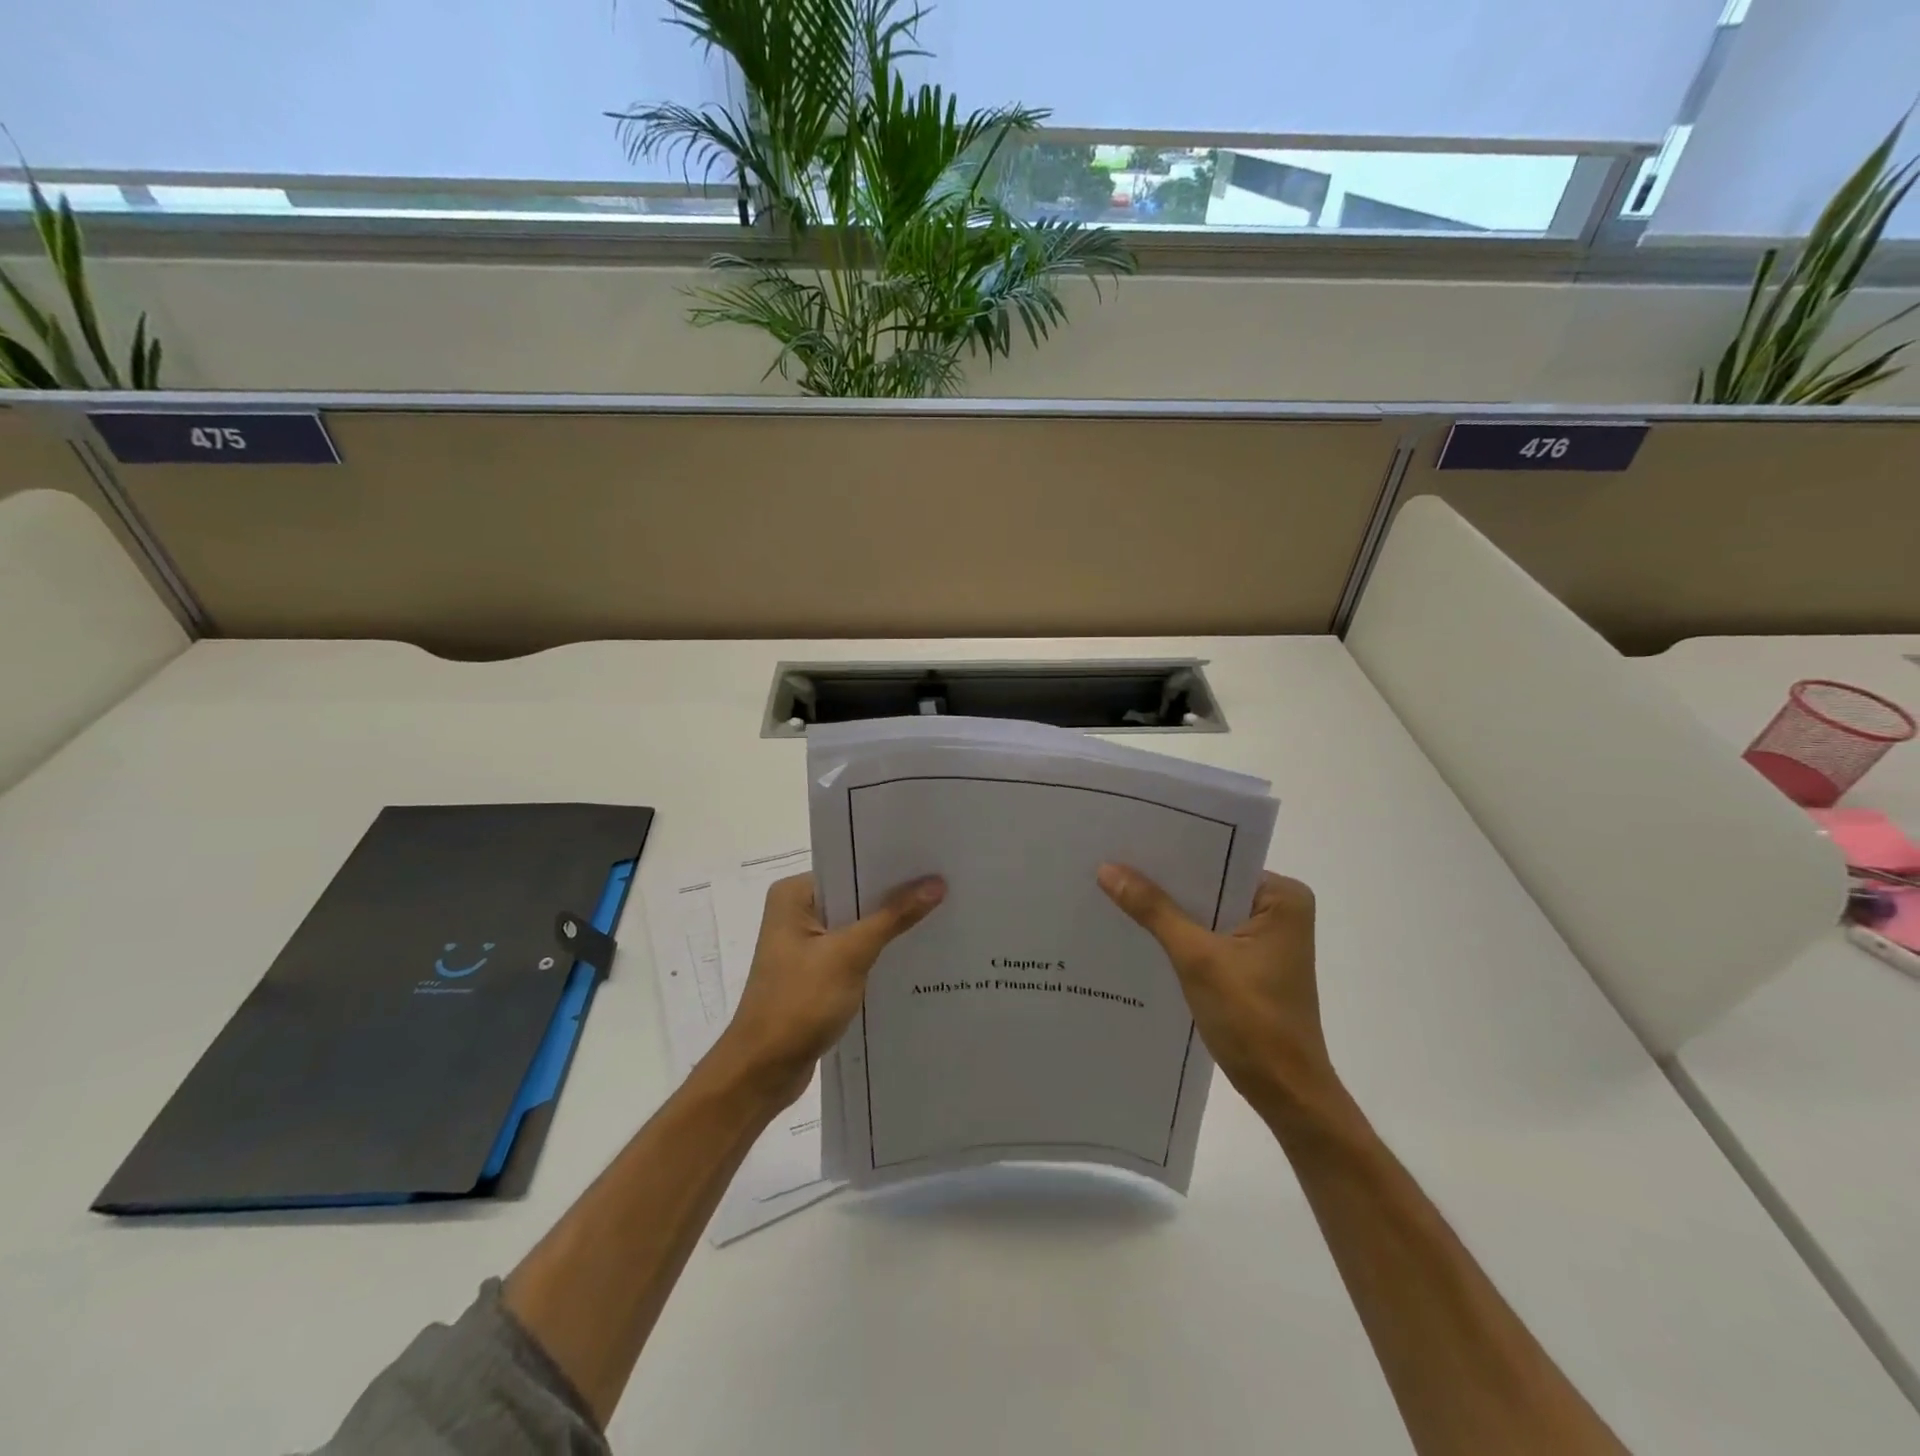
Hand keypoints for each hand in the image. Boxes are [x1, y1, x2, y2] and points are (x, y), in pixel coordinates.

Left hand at [709, 872, 945, 1106]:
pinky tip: (914, 951)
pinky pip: (854, 950)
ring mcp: (805, 944)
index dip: (890, 866)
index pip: (850, 867)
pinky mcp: (815, 972)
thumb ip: (893, 917)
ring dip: (889, 926)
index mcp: (794, 895)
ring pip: (857, 925)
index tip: (932, 861)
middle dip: (895, 896)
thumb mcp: (850, 955)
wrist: (762, 1072)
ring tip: (940, 914)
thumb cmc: (798, 1003)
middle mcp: (797, 911)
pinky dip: (878, 952)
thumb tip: (936, 882)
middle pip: (855, 895)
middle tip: (946, 885)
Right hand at [1097, 865, 1335, 1108]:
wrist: (1285, 1094)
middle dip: (1166, 880)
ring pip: (1206, 910)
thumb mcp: (1197, 958)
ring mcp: (1265, 937)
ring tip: (1114, 887)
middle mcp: (1279, 909)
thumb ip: (1154, 910)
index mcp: (1282, 896)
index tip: (1126, 839)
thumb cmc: (1252, 1019)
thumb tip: (1107, 868)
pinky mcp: (1250, 961)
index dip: (1172, 852)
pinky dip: (1179, 933)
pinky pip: (1207, 933)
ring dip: (1169, 908)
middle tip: (1111, 860)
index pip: (1218, 859)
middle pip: (1210, 884)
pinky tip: (1138, 927)